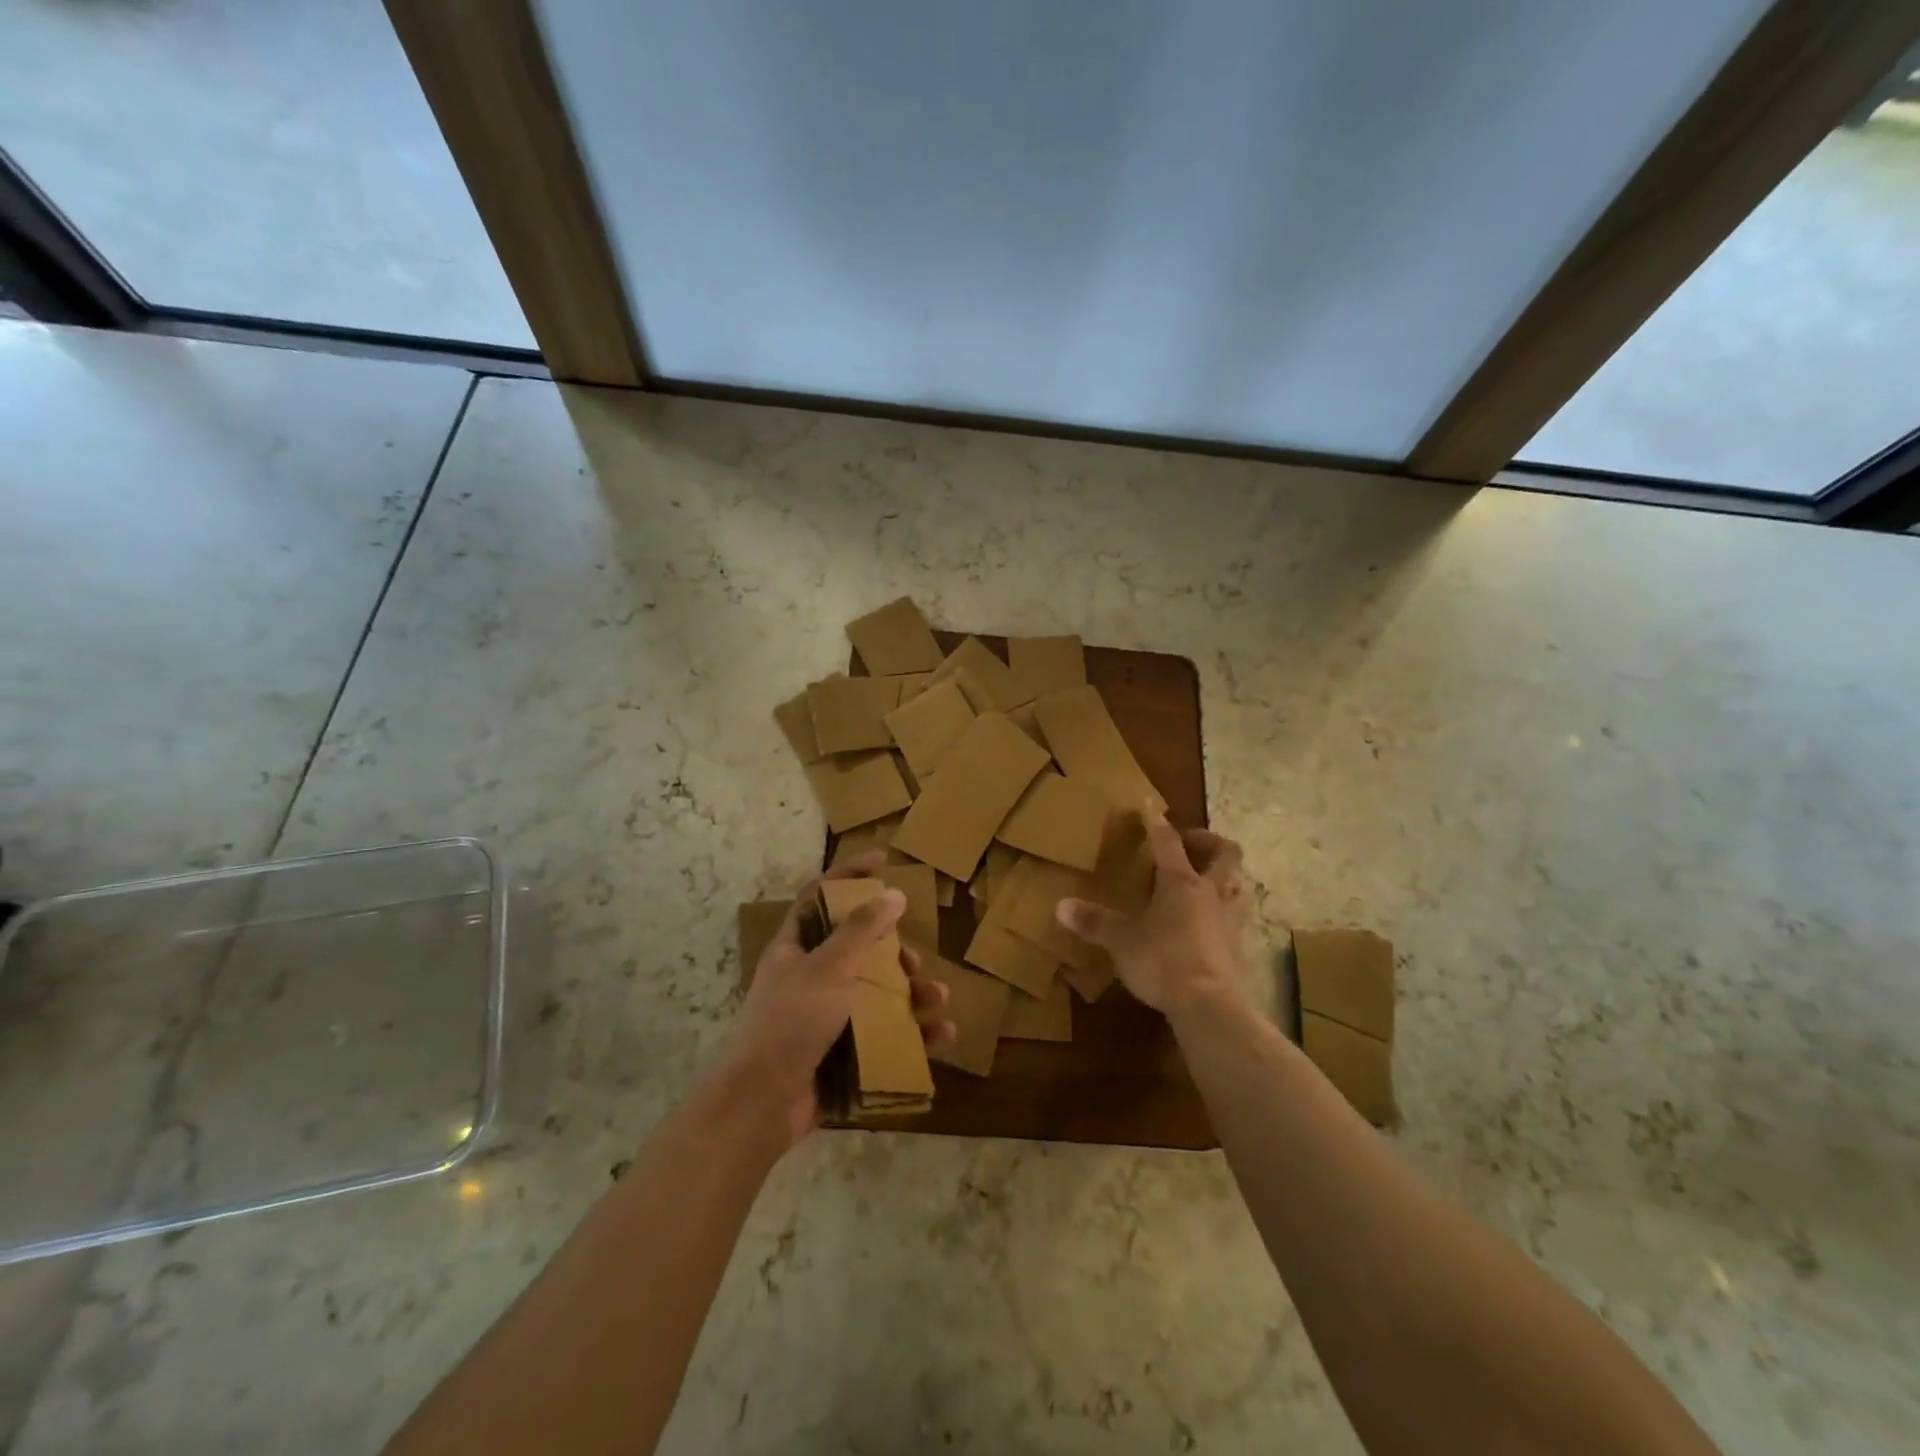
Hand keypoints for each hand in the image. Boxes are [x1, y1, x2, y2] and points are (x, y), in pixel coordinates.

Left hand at [725, 853, 954, 1144]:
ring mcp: (826, 1017)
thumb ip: (862, 930)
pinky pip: (884, 1035)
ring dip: (911, 994)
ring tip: (937, 999)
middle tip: (915, 961)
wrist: (760, 1105)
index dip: (849, 874)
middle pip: (859, 950)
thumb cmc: (790, 1022)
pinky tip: (941, 1036)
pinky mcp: (841, 1053)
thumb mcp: (828, 968)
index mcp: (796, 948)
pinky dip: (913, 1034)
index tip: (883, 861)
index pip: (821, 897)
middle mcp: (811, 977)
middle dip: (894, 952)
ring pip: (878, 994)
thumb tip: (893, 893)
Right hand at [1056, 812, 1248, 1018]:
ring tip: (1204, 879)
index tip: (1150, 807)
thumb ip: (1094, 922)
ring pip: (1238, 883)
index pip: (1168, 842)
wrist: (1210, 1007)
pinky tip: (1208, 921)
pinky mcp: (1238, 946)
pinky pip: (1236, 914)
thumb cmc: (1163, 961)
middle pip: (1225, 853)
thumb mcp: (1121, 942)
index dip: (1157, 823)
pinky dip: (1223, 909)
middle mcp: (1210, 893)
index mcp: (1181, 882)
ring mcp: (1230, 919)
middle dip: (1209, 842)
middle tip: (1189, 844)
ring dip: (1223, 875)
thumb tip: (1060, 906)